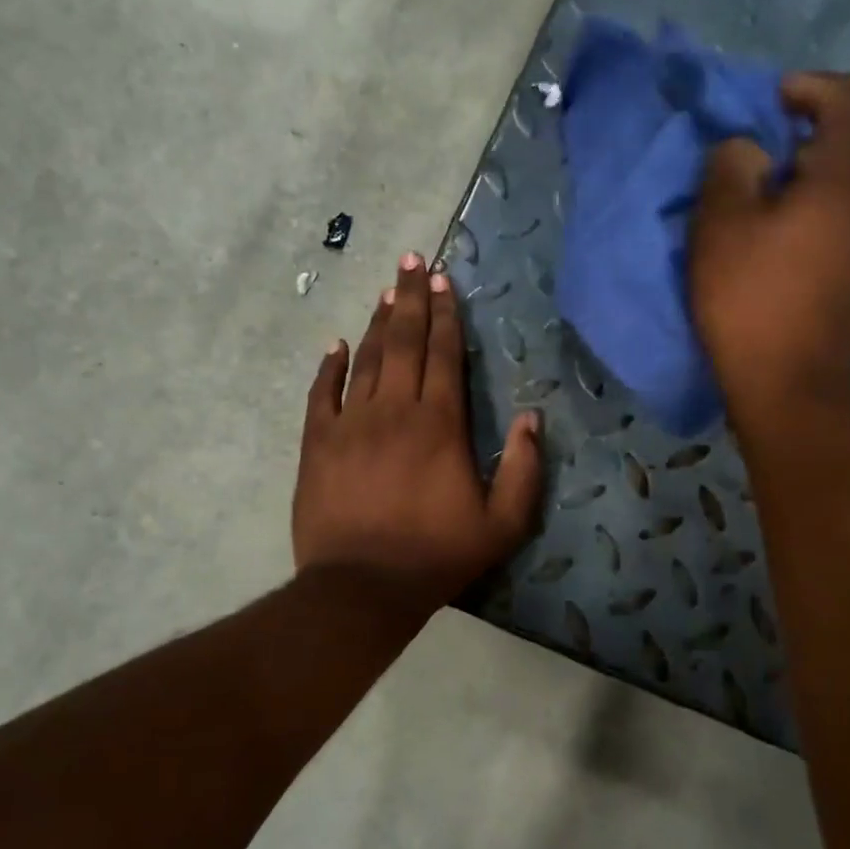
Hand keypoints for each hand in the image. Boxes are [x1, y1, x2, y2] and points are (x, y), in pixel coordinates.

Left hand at [294, 252, 543, 611]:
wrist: (362, 587)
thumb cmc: (437, 555)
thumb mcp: (503, 523)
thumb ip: (524, 468)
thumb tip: (532, 417)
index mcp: (440, 423)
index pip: (444, 354)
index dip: (446, 315)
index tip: (443, 280)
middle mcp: (394, 409)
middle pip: (405, 342)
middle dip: (410, 298)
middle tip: (410, 261)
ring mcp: (350, 423)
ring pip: (366, 359)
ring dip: (378, 323)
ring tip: (386, 292)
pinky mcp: (316, 443)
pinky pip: (321, 394)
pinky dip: (329, 366)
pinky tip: (336, 345)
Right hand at [690, 72, 849, 421]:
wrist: (789, 387)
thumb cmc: (751, 300)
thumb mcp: (721, 225)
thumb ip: (731, 166)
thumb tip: (749, 150)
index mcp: (846, 177)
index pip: (847, 97)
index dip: (805, 87)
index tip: (763, 105)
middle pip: (846, 142)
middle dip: (795, 139)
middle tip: (745, 162)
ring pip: (841, 187)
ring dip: (799, 183)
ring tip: (753, 207)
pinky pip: (840, 222)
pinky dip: (808, 216)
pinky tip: (772, 248)